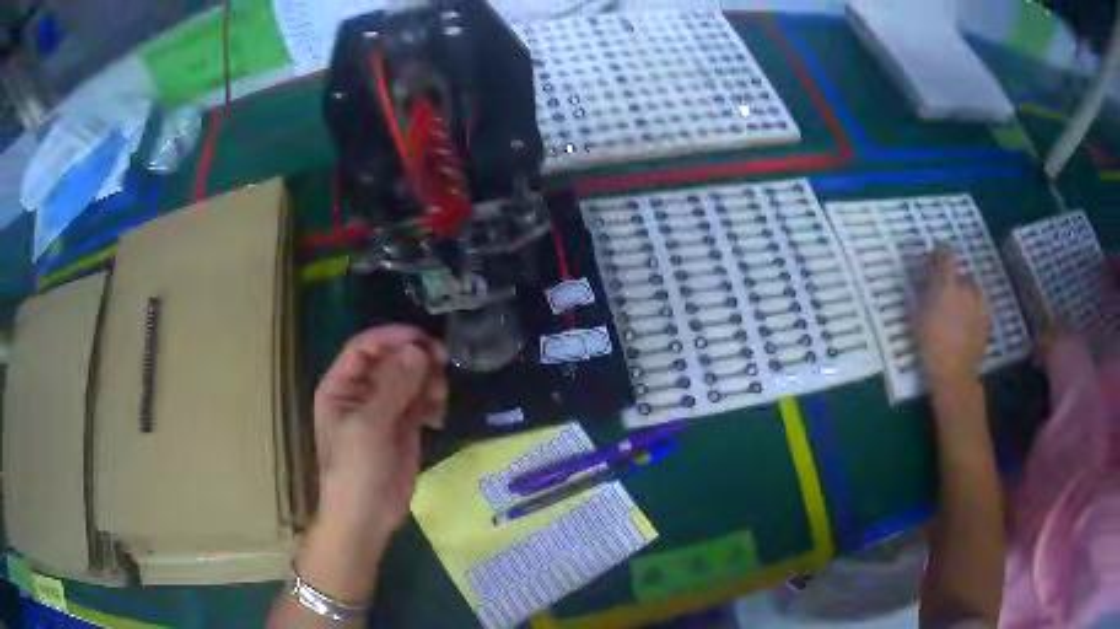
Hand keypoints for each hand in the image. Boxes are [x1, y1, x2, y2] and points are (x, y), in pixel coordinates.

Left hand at [312, 325, 447, 548]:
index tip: (423, 338)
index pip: (364, 347)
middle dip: (415, 358)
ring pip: (410, 379)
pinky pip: (421, 401)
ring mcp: (385, 409)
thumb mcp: (369, 426)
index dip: (391, 337)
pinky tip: (438, 414)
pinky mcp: (405, 427)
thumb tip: (419, 349)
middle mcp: (362, 392)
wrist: (367, 517)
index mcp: (340, 386)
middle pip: (391, 360)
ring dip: (427, 379)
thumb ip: (393, 386)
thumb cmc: (355, 469)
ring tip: (439, 394)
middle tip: (443, 360)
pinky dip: (432, 400)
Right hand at [915, 245, 990, 386]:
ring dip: (963, 294)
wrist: (954, 375)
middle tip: (942, 293)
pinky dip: (972, 308)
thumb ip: (925, 289)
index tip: (934, 256)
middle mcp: (967, 286)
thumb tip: (928, 274)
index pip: (946, 253)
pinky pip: (978, 304)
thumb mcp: (918, 315)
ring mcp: (980, 302)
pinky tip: (964, 323)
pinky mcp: (987, 318)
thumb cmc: (930, 345)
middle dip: (952, 279)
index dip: (939, 252)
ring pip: (971, 289)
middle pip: (959, 274)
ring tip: (954, 310)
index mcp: (948, 282)